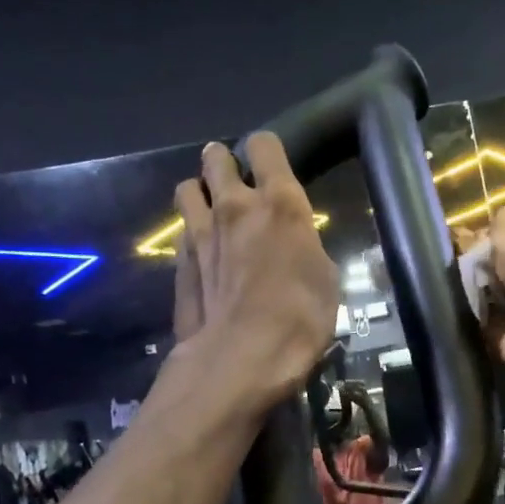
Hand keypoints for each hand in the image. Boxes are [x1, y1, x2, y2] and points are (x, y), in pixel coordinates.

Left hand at [174, 136, 339, 412]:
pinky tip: (202, 251)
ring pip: (187, 188)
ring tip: (211, 210)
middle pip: (216, 157)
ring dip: (199, 192)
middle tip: (235, 181)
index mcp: (280, 203)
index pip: (265, 146)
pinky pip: (182, 229)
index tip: (271, 165)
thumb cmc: (300, 318)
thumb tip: (294, 243)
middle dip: (223, 162)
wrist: (243, 357)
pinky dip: (190, 232)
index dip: (266, 150)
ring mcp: (200, 231)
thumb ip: (304, 246)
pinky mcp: (179, 260)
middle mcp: (235, 205)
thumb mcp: (325, 278)